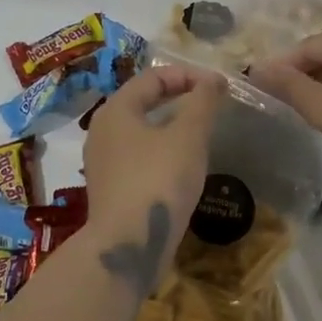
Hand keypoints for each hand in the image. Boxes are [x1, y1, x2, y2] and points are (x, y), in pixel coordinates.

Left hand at [81, 64, 226, 295]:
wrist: (128, 245)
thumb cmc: (158, 180)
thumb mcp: (189, 136)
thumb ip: (203, 103)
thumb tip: (214, 80)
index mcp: (116, 109)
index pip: (153, 77)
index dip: (188, 75)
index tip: (219, 87)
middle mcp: (102, 131)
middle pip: (143, 101)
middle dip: (179, 98)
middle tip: (211, 105)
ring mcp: (103, 162)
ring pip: (141, 131)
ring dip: (171, 126)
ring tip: (201, 134)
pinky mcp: (110, 189)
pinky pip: (139, 157)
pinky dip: (162, 151)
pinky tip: (183, 166)